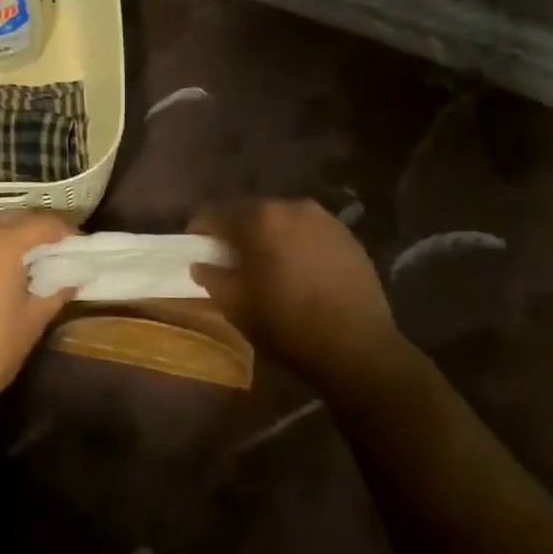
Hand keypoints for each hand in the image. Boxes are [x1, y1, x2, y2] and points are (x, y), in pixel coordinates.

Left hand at [0, 209, 75, 423]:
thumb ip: (55, 291)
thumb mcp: (31, 322)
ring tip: (21, 265)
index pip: (42, 223)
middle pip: (10, 220)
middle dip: (34, 230)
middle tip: (54, 252)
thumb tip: (74, 277)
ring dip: (4, 240)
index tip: (79, 246)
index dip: (65, 232)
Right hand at [191, 199, 401, 384]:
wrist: (357, 345)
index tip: (196, 248)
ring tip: (267, 266)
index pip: (216, 214)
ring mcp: (326, 220)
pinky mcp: (349, 237)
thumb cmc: (287, 324)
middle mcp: (293, 207)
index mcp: (261, 219)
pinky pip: (310, 234)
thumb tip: (201, 265)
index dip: (200, 230)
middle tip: (229, 260)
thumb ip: (213, 278)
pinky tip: (299, 272)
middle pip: (252, 213)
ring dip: (269, 238)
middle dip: (237, 232)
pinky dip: (297, 245)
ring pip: (284, 222)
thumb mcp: (237, 306)